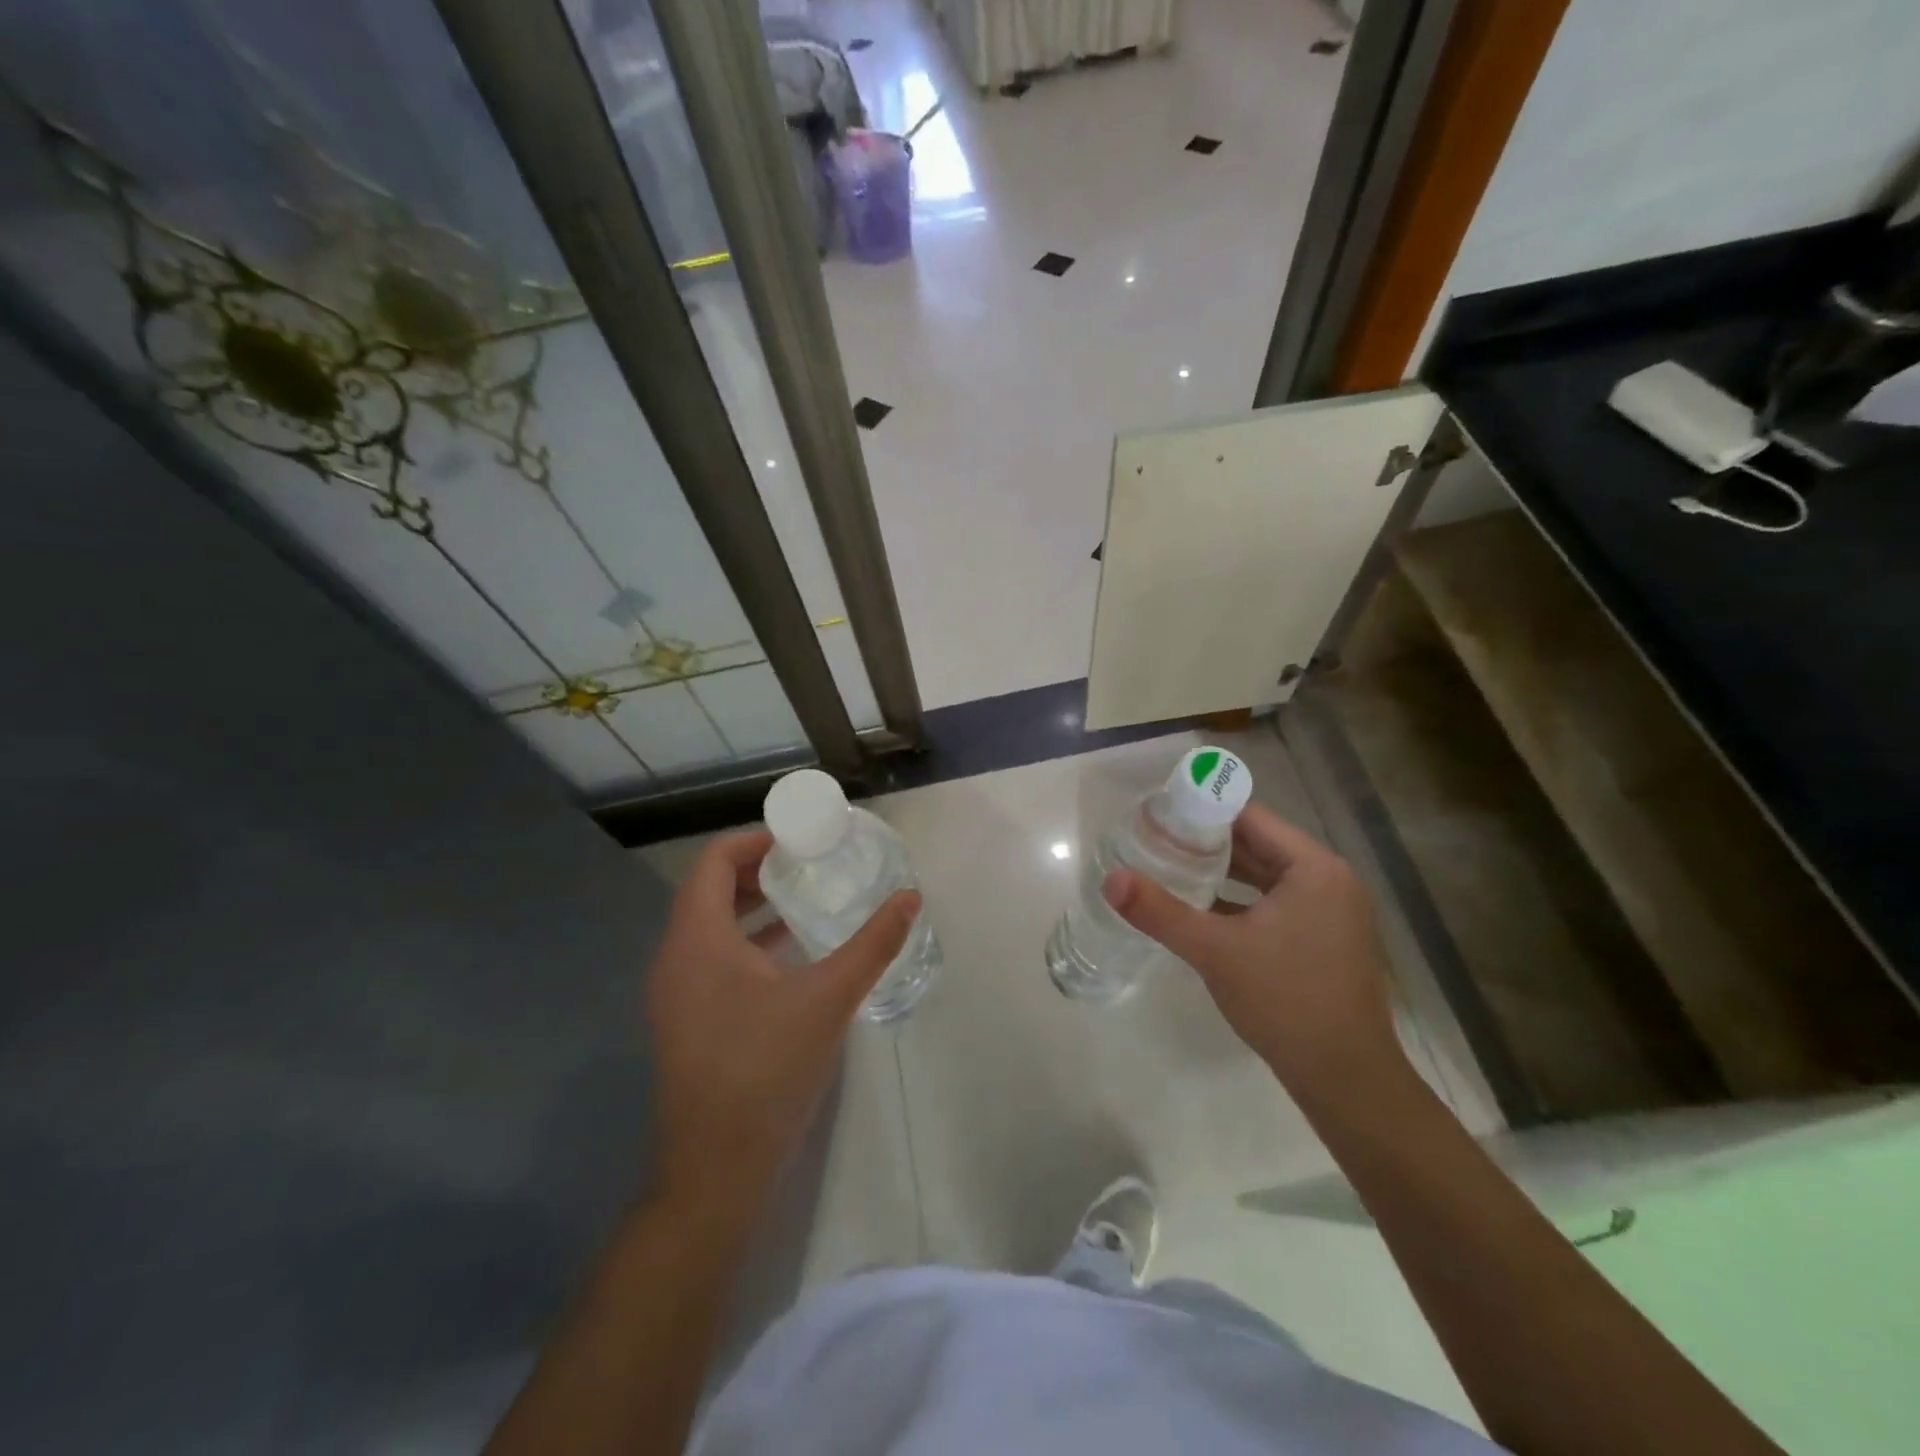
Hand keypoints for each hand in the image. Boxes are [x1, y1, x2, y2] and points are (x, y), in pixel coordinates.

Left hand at [645, 830, 916, 1229]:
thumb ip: (872, 944)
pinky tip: (794, 955)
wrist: (717, 1172)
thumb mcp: (828, 999)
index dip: (755, 840)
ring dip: (756, 907)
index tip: (800, 838)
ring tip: (808, 899)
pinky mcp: (689, 1021)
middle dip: (761, 870)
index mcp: (697, 940)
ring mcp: (678, 994)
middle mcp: (677, 958)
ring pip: (713, 927)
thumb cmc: (766, 1071)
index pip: (714, 861)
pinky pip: (716, 959)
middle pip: (712, 890)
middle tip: (811, 863)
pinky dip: (751, 942)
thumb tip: (910, 898)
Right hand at [1103, 804, 1402, 1094]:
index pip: (1251, 818)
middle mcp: (1329, 881)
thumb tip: (1111, 880)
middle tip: (1155, 839)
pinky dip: (1240, 901)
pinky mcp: (1325, 941)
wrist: (1346, 1080)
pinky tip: (1201, 909)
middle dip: (1207, 842)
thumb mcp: (1215, 951)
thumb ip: (1160, 912)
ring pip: (1265, 877)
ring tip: (1169, 867)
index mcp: (1314, 868)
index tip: (1160, 813)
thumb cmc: (1285, 1001)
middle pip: (1258, 844)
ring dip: (1222, 872)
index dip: (1203, 811)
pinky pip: (1276, 903)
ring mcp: (1331, 913)